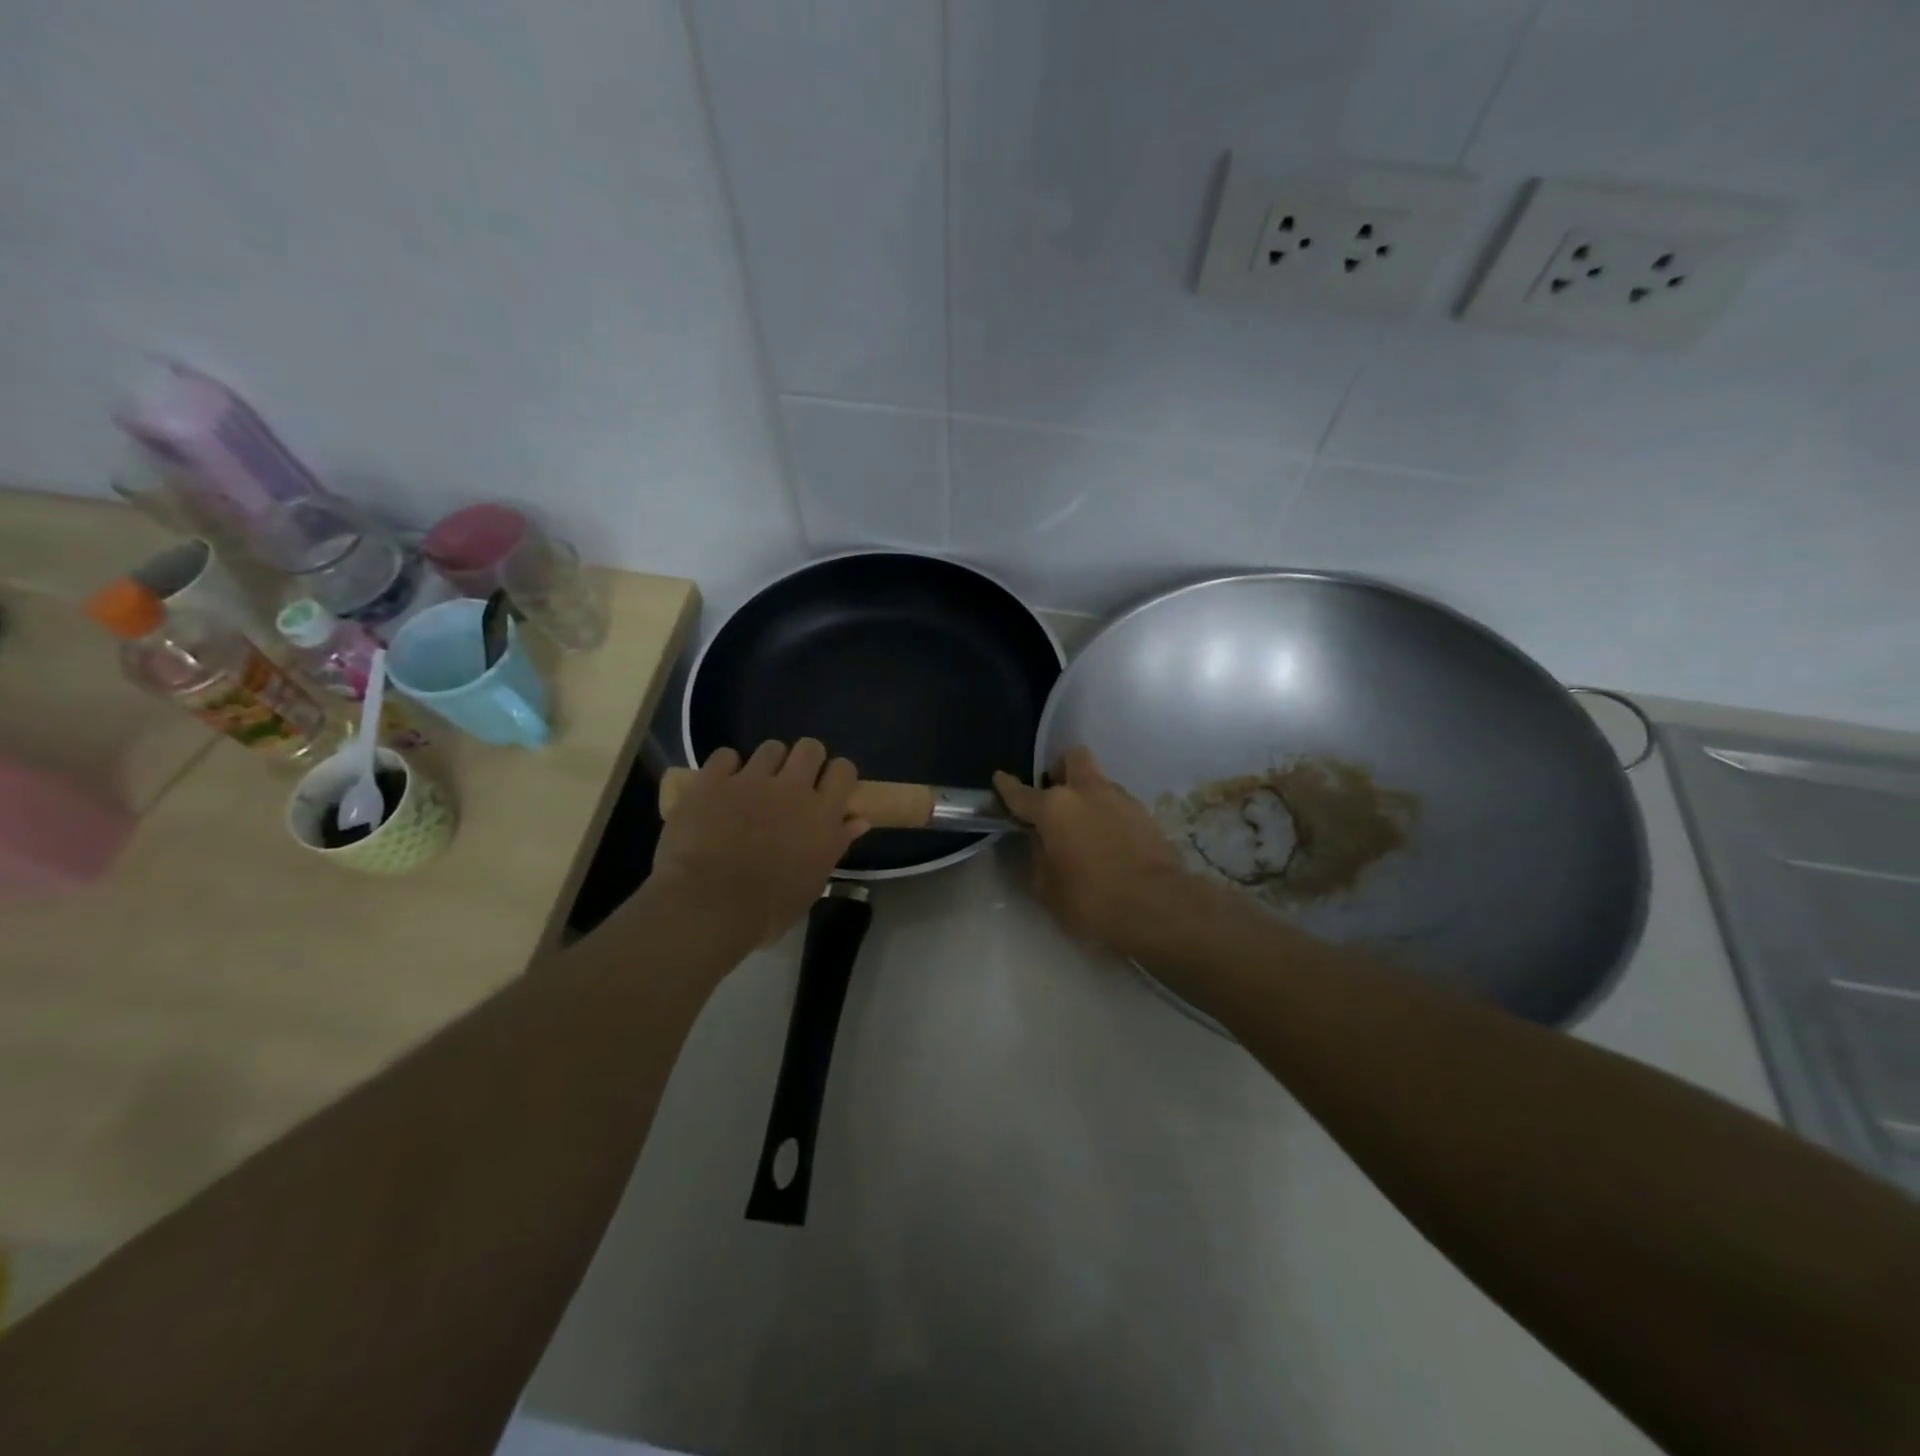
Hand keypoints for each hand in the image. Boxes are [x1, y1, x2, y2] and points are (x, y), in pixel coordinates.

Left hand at [652, 739, 867, 947]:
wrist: (708, 906)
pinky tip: (720, 788)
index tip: (828, 789)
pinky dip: (725, 769)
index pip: (843, 771)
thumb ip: (835, 844)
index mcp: (822, 814)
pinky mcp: (713, 781)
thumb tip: (858, 821)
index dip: (836, 776)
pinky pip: (725, 756)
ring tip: (755, 785)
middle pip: (810, 748)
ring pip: (770, 747)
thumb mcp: (813, 883)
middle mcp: (792, 788)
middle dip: (804, 760)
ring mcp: (751, 780)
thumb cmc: (768, 908)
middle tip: (793, 783)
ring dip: (767, 763)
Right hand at [994, 747, 1208, 958]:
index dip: (1007, 786)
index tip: (1000, 779)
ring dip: (1088, 795)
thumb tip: (1043, 843)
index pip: (1021, 792)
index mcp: (1055, 808)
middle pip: (1073, 759)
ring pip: (1099, 781)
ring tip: (1086, 826)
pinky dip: (1110, 814)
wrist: (1158, 907)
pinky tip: (1110, 841)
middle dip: (1061, 770)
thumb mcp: (1048, 888)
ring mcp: (1121, 799)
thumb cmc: (1091, 900)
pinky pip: (1119, 804)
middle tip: (1056, 795)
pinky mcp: (1146, 814)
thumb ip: (1040, 857)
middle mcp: (1086, 792)